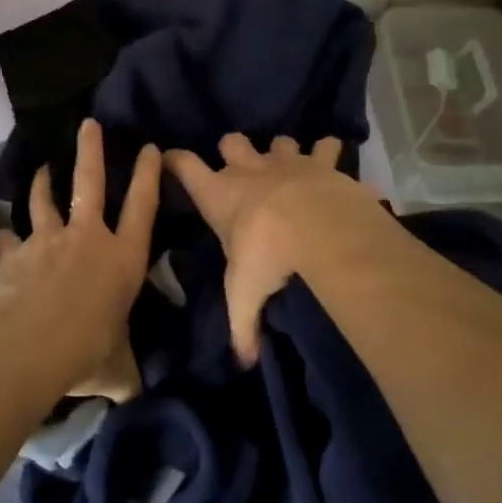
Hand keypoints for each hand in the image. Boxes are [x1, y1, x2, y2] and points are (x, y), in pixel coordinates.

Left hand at [0, 118, 160, 400]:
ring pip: (46, 200)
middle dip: (91, 151)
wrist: (27, 350)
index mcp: (123, 260)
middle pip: (90, 182)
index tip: (151, 148)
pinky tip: (0, 235)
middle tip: (88, 123)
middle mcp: (88, 239)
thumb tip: (137, 393)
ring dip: (43, 182)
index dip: (149, 175)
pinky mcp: (16, 254)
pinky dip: (6, 237)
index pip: (143, 207)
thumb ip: (128, 373)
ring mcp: (48, 241)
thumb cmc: (86, 354)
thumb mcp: (118, 370)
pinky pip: (11, 239)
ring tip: (42, 167)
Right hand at [164, 134, 379, 366]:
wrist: (322, 229)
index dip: (175, 160)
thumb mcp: (246, 295)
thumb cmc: (268, 256)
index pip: (185, 167)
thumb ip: (242, 326)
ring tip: (289, 167)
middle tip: (241, 168)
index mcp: (220, 196)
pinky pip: (326, 147)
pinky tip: (333, 162)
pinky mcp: (322, 164)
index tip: (168, 158)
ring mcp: (287, 162)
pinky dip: (328, 153)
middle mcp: (250, 171)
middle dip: (233, 150)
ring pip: (278, 140)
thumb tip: (244, 362)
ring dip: (282, 151)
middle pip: (231, 141)